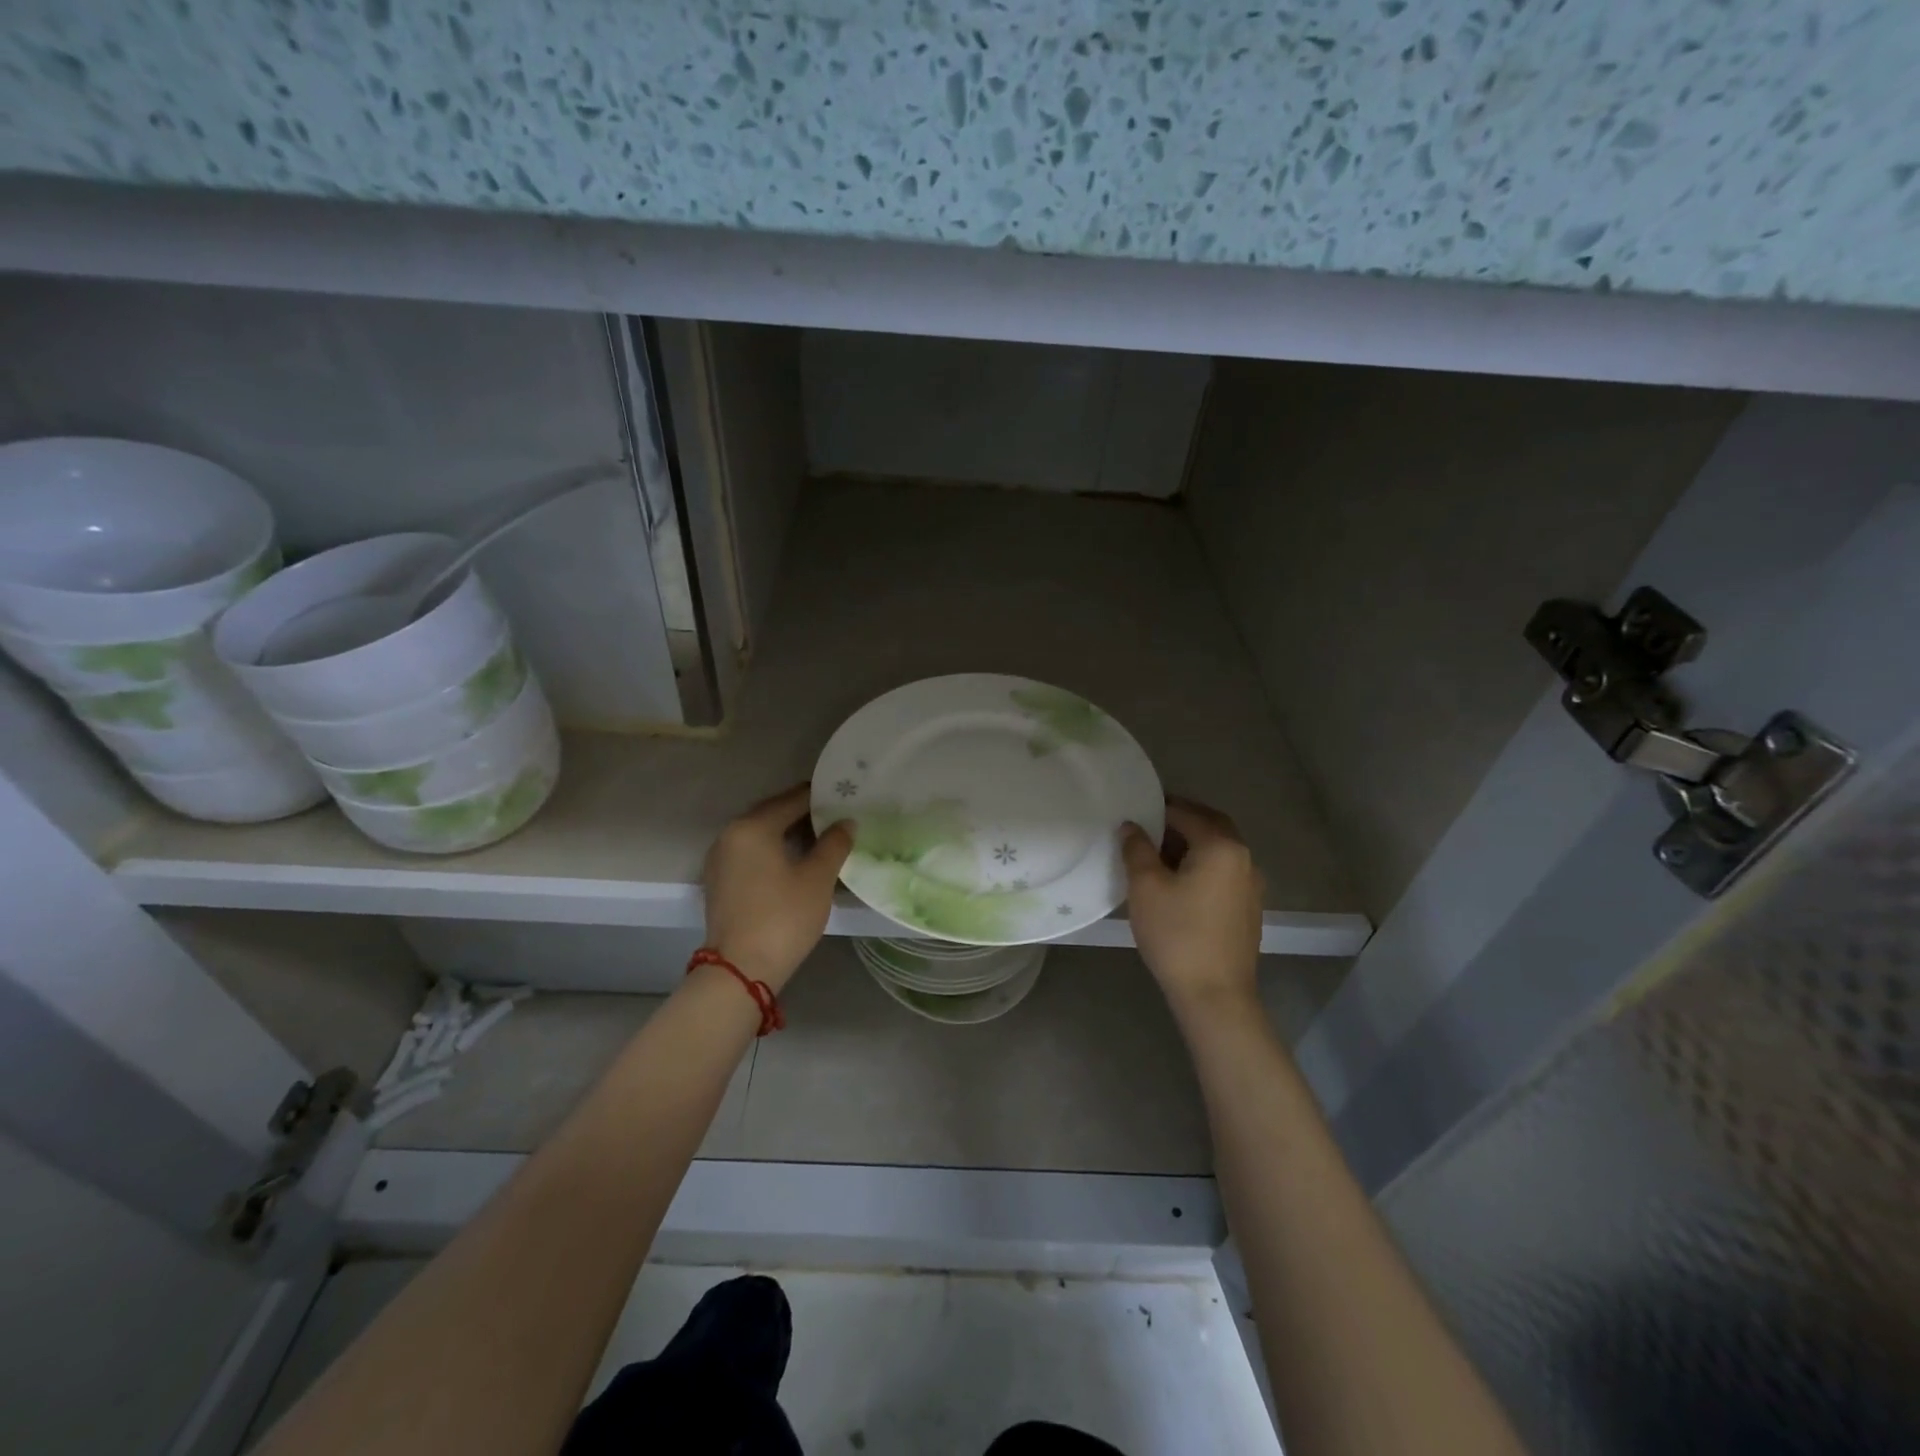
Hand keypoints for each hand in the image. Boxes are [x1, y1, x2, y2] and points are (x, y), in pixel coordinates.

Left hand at [702, 785, 852, 991]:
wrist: (740, 970)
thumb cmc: (783, 917)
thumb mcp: (818, 878)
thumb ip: (834, 844)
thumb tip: (846, 822)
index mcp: (753, 827)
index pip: (792, 799)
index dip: (821, 797)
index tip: (845, 797)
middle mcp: (730, 835)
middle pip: (773, 813)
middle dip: (804, 813)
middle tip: (837, 816)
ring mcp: (720, 859)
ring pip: (761, 834)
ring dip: (789, 833)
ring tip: (822, 838)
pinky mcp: (719, 881)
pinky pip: (751, 853)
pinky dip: (773, 850)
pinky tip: (796, 861)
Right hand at [1121, 798, 1263, 1013]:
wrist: (1215, 995)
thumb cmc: (1177, 935)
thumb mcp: (1146, 887)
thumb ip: (1137, 849)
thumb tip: (1131, 826)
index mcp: (1221, 846)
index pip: (1186, 813)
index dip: (1158, 808)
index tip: (1134, 810)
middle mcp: (1243, 858)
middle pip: (1210, 825)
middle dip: (1180, 820)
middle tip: (1148, 823)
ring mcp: (1251, 884)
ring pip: (1218, 849)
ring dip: (1192, 842)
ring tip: (1157, 852)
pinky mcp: (1248, 908)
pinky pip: (1223, 871)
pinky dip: (1202, 863)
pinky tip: (1178, 880)